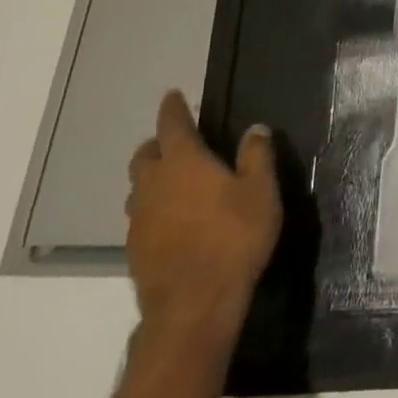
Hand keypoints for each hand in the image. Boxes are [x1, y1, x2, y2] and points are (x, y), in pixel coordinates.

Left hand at [125, 91, 279, 349]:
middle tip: (176, 140)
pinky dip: (154, 205)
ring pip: (139, 186)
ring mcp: (139, 218)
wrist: (194, 302)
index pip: (173, 126)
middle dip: (158, 143)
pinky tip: (174, 217)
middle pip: (146, 155)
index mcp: (184, 163)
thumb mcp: (261, 192)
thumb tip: (255, 128)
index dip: (174, 109)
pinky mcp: (136, 247)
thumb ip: (257, 156)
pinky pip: (141, 214)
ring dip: (153, 176)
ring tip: (175, 179)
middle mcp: (154, 184)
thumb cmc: (234, 237)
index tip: (174, 95)